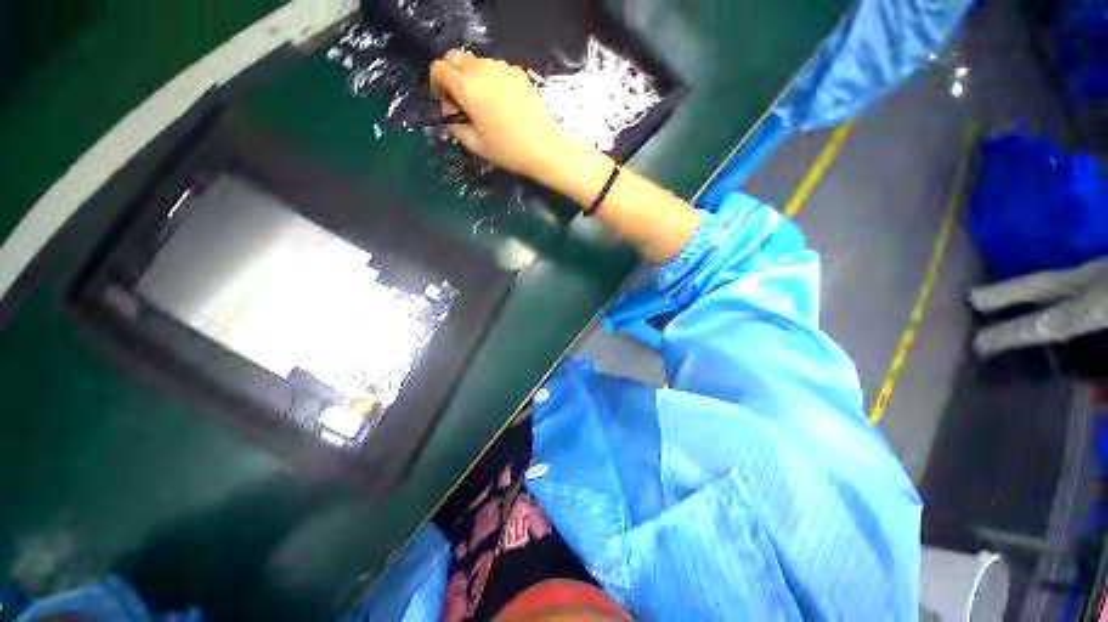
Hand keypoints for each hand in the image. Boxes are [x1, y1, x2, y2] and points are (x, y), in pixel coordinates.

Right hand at [429, 49, 567, 177]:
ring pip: (476, 62)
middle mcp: (482, 69)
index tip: (446, 102)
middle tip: (462, 102)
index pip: (438, 68)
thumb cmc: (507, 149)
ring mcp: (502, 68)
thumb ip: (455, 125)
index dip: (436, 84)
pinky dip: (491, 80)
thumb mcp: (475, 144)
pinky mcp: (518, 72)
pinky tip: (502, 103)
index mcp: (467, 86)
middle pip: (455, 58)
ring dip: (472, 77)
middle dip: (452, 76)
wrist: (543, 147)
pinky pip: (496, 69)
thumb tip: (451, 113)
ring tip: (484, 105)